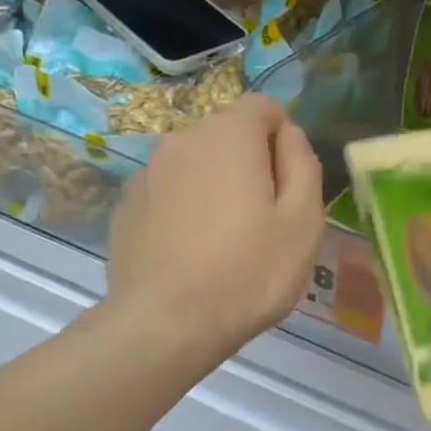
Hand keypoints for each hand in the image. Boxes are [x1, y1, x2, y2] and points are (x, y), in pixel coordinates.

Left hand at [107, 95, 324, 362]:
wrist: (166, 324)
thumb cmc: (248, 272)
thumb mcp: (303, 221)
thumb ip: (303, 164)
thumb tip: (288, 134)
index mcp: (229, 134)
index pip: (264, 107)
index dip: (284, 139)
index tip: (289, 185)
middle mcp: (182, 139)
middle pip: (228, 135)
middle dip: (250, 164)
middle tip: (263, 221)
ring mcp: (148, 172)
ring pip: (196, 164)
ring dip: (216, 187)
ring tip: (225, 242)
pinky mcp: (127, 206)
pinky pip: (169, 193)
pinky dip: (185, 209)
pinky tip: (191, 254)